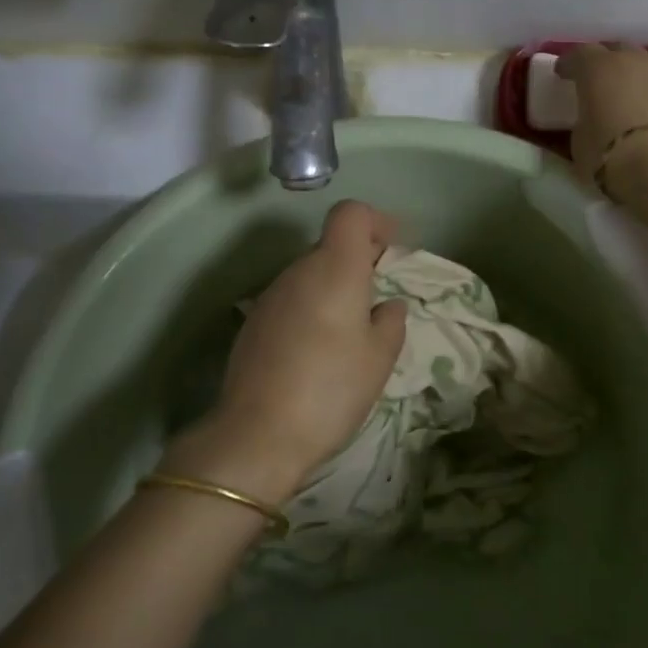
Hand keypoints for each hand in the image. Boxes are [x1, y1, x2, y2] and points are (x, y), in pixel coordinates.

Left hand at [163, 200, 407, 504]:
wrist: (258, 433)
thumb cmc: (331, 388)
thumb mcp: (379, 358)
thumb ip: (391, 322)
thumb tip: (387, 305)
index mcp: (334, 268)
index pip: (351, 214)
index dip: (375, 222)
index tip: (393, 248)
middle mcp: (298, 271)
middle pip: (330, 245)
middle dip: (358, 261)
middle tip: (379, 299)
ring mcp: (271, 296)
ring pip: (310, 274)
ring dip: (333, 288)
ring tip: (350, 332)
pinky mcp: (254, 322)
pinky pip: (292, 300)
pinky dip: (311, 309)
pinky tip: (317, 350)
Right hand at [556, 44, 647, 198]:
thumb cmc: (612, 157)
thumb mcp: (579, 143)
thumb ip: (584, 123)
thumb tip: (591, 122)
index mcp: (599, 70)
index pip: (579, 54)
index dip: (570, 64)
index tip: (563, 74)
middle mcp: (637, 62)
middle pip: (619, 49)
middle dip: (607, 62)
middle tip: (601, 81)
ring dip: (646, 67)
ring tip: (641, 85)